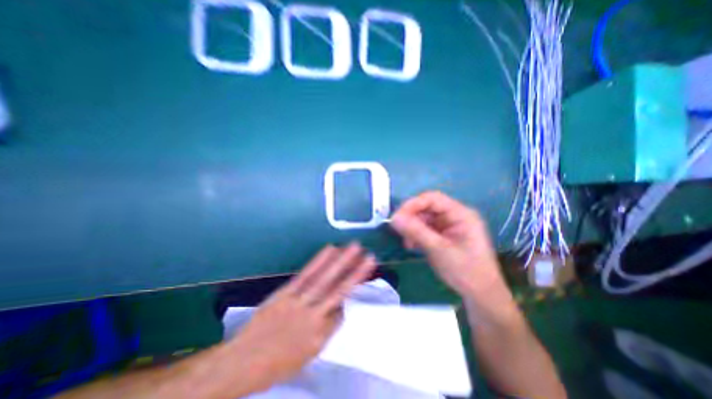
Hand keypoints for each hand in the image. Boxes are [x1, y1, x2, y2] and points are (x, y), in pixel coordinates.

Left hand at [227, 243, 373, 391]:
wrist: (242, 361)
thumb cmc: (277, 363)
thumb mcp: (307, 356)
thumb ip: (326, 331)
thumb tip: (339, 309)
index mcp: (320, 336)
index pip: (341, 312)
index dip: (351, 294)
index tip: (359, 275)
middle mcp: (314, 316)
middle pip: (339, 290)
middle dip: (356, 272)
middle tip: (370, 257)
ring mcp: (299, 301)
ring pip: (325, 279)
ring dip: (341, 261)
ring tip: (354, 248)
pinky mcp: (287, 291)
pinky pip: (306, 274)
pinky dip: (320, 260)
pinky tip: (330, 250)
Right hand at [388, 191, 517, 325]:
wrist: (480, 295)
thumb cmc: (465, 271)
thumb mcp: (439, 250)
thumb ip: (416, 231)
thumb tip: (394, 218)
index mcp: (461, 214)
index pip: (433, 199)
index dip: (413, 204)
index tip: (397, 217)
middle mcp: (454, 216)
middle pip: (426, 208)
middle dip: (411, 218)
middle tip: (398, 230)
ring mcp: (448, 225)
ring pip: (423, 218)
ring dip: (412, 228)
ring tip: (407, 243)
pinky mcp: (443, 235)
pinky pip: (425, 228)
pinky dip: (416, 235)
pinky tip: (412, 246)